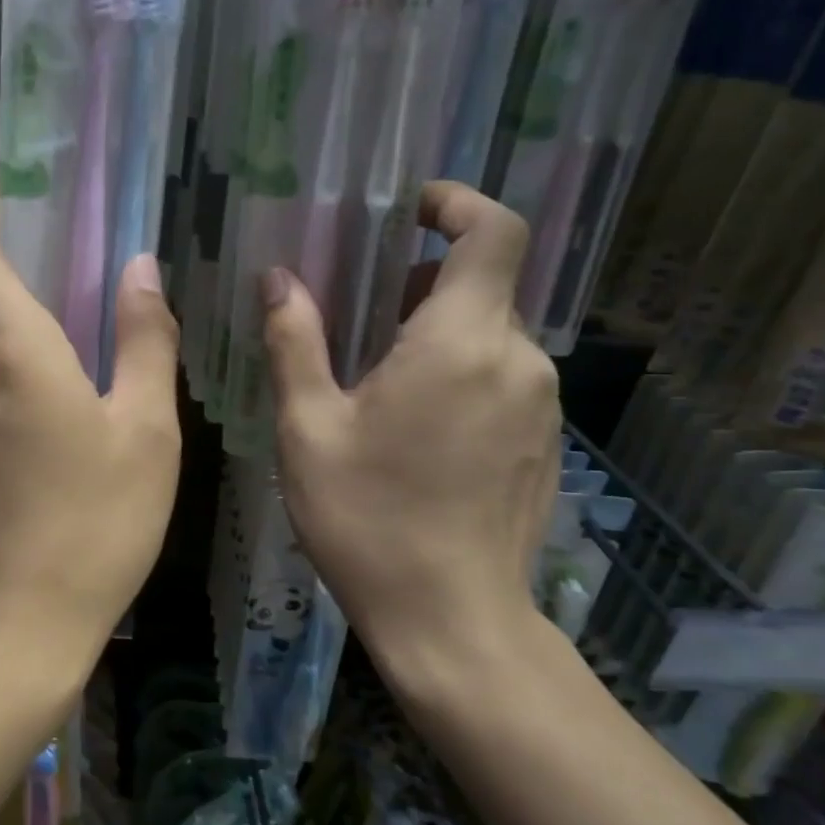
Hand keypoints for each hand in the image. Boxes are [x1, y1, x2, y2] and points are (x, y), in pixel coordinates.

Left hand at [0, 184, 181, 693]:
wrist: (10, 630)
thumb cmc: (94, 527)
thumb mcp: (146, 431)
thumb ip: (145, 336)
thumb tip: (139, 268)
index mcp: (2, 343)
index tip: (25, 201)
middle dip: (7, 266)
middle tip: (68, 282)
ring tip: (57, 353)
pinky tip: (25, 413)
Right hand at [262, 182, 560, 690]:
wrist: (451, 621)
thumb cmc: (368, 519)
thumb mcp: (309, 428)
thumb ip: (295, 342)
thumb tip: (279, 280)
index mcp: (460, 343)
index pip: (494, 232)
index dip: (457, 203)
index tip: (409, 212)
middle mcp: (517, 359)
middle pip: (482, 285)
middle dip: (420, 284)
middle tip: (357, 315)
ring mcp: (540, 404)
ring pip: (489, 335)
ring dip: (435, 333)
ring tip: (375, 380)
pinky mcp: (544, 442)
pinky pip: (502, 378)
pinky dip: (459, 373)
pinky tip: (413, 429)